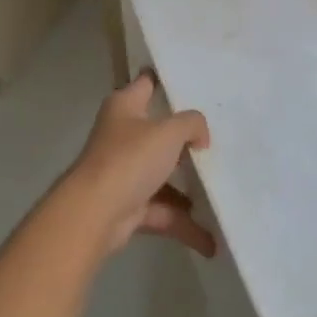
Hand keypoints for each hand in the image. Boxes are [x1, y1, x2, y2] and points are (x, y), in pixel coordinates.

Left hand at [58, 72, 214, 258]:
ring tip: (222, 191)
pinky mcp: (129, 206)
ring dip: (189, 188)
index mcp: (125, 106)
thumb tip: (200, 137)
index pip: (146, 82)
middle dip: (186, 139)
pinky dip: (184, 224)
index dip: (164, 78)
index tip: (191, 79)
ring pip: (163, 174)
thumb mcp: (168, 131)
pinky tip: (211, 239)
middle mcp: (122, 135)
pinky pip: (163, 211)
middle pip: (159, 131)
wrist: (94, 214)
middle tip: (219, 138)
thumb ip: (191, 124)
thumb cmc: (130, 159)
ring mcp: (124, 172)